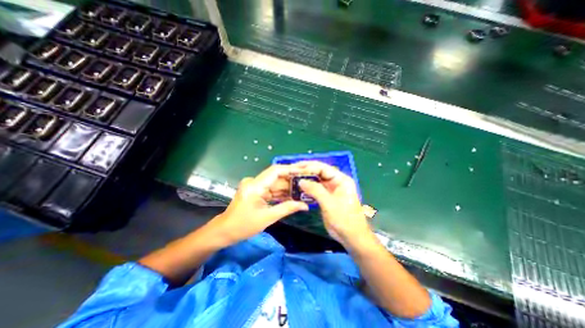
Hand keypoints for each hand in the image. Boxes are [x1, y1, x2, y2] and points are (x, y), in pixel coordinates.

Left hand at [206, 166, 309, 244]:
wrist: (225, 231)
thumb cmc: (243, 226)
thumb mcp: (267, 218)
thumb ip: (287, 208)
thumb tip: (305, 205)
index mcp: (255, 185)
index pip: (275, 171)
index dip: (290, 169)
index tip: (304, 171)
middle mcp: (255, 182)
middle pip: (277, 177)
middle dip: (292, 180)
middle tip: (308, 181)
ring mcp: (255, 186)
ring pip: (276, 184)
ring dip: (288, 187)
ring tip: (304, 189)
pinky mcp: (256, 191)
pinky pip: (272, 190)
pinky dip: (282, 193)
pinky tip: (293, 196)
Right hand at [298, 162, 373, 247]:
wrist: (351, 236)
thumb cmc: (344, 219)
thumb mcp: (329, 203)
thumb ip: (315, 190)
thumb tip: (300, 181)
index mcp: (341, 179)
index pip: (323, 168)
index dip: (309, 167)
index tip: (295, 168)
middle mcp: (336, 181)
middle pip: (319, 172)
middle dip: (305, 170)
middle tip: (291, 170)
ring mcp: (331, 189)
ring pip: (316, 180)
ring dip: (305, 179)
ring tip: (292, 177)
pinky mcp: (326, 197)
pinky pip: (315, 189)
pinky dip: (307, 188)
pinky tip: (298, 188)